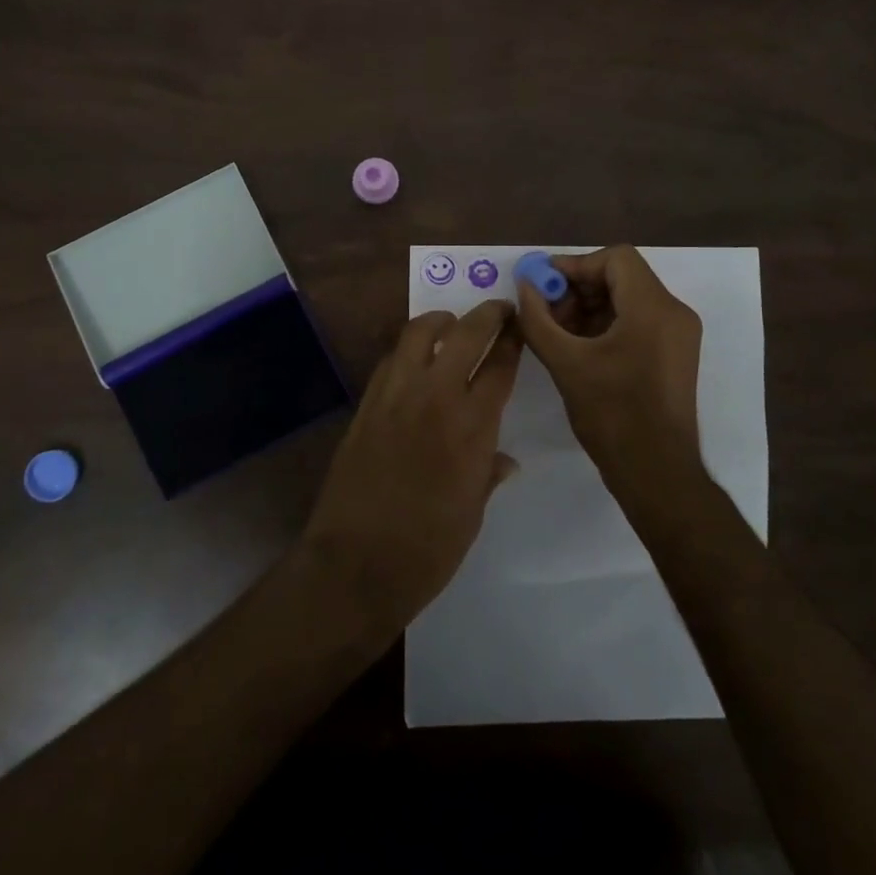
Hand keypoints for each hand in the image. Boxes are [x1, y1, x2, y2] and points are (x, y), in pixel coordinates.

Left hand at [300, 300, 521, 633]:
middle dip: (487, 315)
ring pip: (419, 332)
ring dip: (442, 322)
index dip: (514, 341)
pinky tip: (416, 361)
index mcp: (471, 426)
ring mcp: (395, 395)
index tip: (521, 326)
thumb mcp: (472, 513)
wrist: (354, 565)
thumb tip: (506, 460)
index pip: (500, 365)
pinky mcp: (366, 404)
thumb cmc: (427, 549)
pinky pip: (391, 359)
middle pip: (465, 334)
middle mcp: (435, 397)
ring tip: (453, 326)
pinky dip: (409, 349)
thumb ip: (488, 474)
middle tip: (499, 309)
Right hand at [514, 245, 704, 507]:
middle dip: (579, 288)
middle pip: (622, 276)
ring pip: (629, 299)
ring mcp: (678, 334)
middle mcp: (673, 312)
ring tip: (557, 332)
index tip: (543, 285)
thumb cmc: (612, 414)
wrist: (656, 472)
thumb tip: (524, 285)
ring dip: (590, 307)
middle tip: (545, 310)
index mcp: (653, 308)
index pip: (615, 258)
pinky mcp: (675, 353)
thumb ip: (538, 319)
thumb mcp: (565, 363)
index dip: (575, 265)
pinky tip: (578, 347)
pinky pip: (638, 321)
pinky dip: (607, 324)